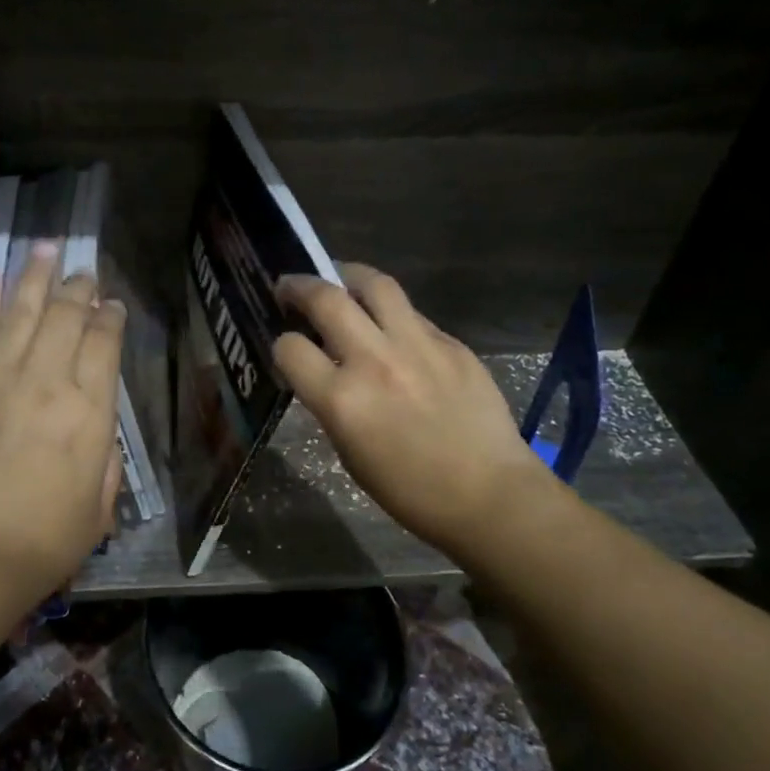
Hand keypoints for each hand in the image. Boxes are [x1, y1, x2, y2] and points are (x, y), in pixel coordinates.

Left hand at [0, 243, 124, 624]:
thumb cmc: (40, 546)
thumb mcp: (99, 509)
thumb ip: (104, 458)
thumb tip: (95, 423)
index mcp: (88, 413)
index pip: (104, 344)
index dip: (111, 319)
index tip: (112, 306)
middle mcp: (45, 383)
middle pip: (65, 317)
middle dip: (78, 288)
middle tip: (83, 271)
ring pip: (20, 311)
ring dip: (35, 276)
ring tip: (46, 247)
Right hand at [275, 264, 555, 558]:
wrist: (488, 494)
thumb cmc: (409, 490)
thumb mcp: (349, 452)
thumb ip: (331, 403)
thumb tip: (323, 370)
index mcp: (341, 399)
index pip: (290, 348)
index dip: (281, 345)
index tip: (287, 347)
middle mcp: (374, 361)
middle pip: (326, 299)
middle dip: (298, 286)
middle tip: (289, 286)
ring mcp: (417, 346)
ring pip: (375, 285)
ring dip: (348, 276)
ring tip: (340, 280)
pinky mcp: (451, 343)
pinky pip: (412, 313)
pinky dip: (392, 312)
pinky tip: (391, 327)